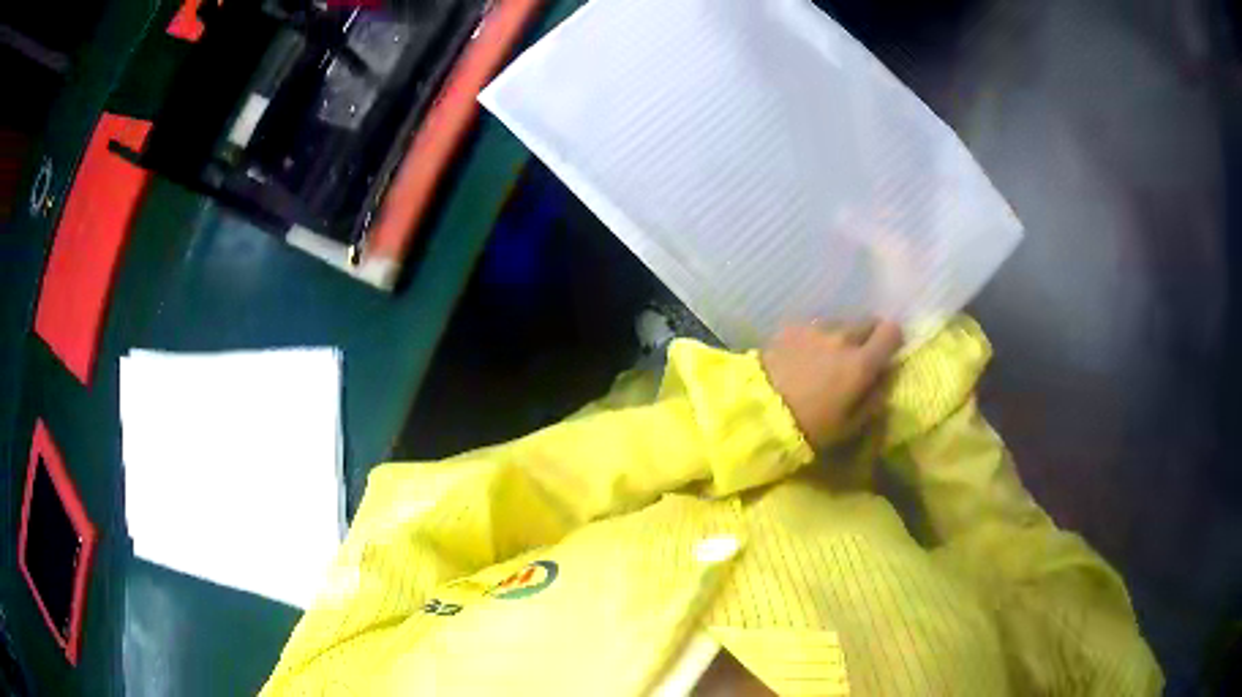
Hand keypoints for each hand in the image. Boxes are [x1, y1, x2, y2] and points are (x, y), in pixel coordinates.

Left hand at [761, 320, 902, 447]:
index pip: (892, 331)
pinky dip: (814, 338)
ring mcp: (815, 328)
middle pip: (867, 322)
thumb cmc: (810, 427)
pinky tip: (801, 357)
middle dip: (868, 336)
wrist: (759, 412)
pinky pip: (813, 326)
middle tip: (856, 358)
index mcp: (861, 362)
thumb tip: (886, 377)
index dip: (892, 340)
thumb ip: (875, 398)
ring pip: (840, 323)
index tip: (887, 352)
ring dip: (840, 337)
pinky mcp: (791, 327)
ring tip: (825, 359)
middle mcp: (842, 337)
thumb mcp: (850, 425)